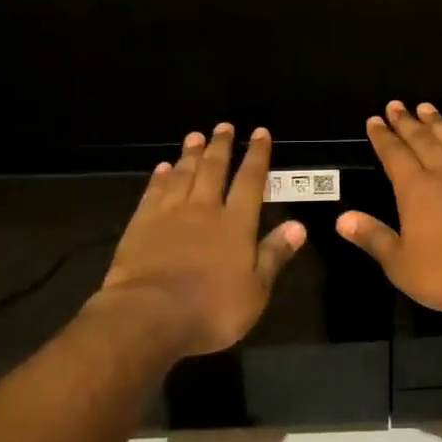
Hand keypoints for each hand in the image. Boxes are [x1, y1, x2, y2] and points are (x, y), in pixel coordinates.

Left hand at [96, 124, 305, 356]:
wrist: (148, 316)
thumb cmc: (210, 309)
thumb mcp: (255, 291)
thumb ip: (274, 255)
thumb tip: (300, 226)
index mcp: (236, 224)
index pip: (250, 181)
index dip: (257, 156)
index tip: (260, 133)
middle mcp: (204, 210)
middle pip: (214, 170)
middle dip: (221, 146)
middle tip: (223, 126)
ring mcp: (169, 215)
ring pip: (183, 175)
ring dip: (190, 154)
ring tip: (195, 136)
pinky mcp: (141, 225)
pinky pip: (153, 193)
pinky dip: (160, 178)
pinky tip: (162, 168)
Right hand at [337, 101, 441, 316]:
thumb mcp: (401, 264)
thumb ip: (373, 238)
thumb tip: (342, 218)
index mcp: (416, 190)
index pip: (394, 155)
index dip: (382, 137)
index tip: (375, 120)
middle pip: (422, 141)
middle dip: (407, 122)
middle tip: (397, 105)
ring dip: (439, 124)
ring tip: (428, 108)